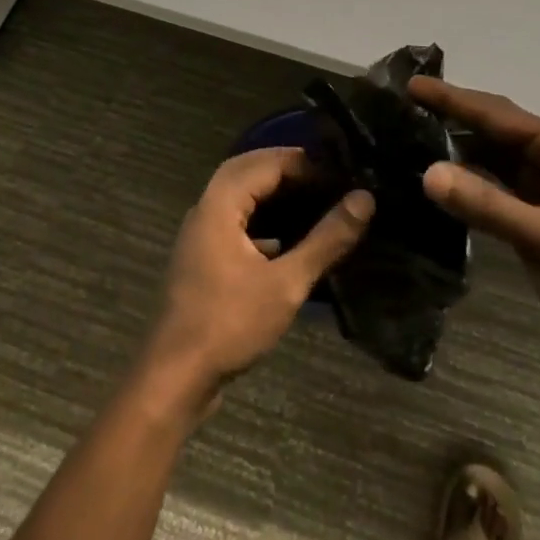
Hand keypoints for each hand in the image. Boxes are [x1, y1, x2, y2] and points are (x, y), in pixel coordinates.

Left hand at [141, 149, 373, 408]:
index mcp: (220, 204)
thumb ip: (326, 239)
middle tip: (327, 176)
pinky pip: (235, 221)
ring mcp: (201, 234)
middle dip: (286, 167)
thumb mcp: (286, 283)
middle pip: (247, 170)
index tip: (341, 172)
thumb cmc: (229, 323)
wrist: (175, 376)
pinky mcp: (204, 258)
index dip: (304, 162)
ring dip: (272, 191)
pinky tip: (289, 237)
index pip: (265, 163)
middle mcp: (206, 209)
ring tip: (314, 198)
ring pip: (239, 195)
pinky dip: (262, 217)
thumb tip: (364, 199)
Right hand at [410, 77, 539, 382]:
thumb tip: (427, 173)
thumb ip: (489, 205)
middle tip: (401, 108)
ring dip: (454, 151)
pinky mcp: (533, 222)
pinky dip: (464, 185)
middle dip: (450, 117)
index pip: (497, 114)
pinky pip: (490, 191)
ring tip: (407, 140)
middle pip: (491, 130)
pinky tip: (434, 186)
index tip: (410, 85)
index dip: (452, 99)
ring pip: (489, 161)